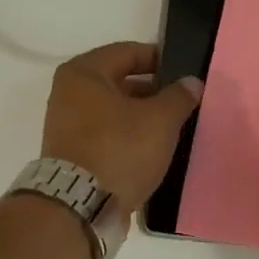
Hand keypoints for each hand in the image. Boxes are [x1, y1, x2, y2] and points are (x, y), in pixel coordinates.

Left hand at [41, 42, 202, 206]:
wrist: (81, 206)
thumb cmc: (120, 149)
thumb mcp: (160, 119)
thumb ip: (179, 96)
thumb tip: (192, 83)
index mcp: (84, 73)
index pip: (128, 52)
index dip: (160, 59)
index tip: (184, 73)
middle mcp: (68, 93)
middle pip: (120, 81)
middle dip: (153, 90)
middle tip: (183, 102)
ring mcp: (67, 125)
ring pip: (114, 110)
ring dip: (141, 116)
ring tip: (172, 127)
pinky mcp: (72, 153)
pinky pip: (107, 134)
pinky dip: (128, 137)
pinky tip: (152, 149)